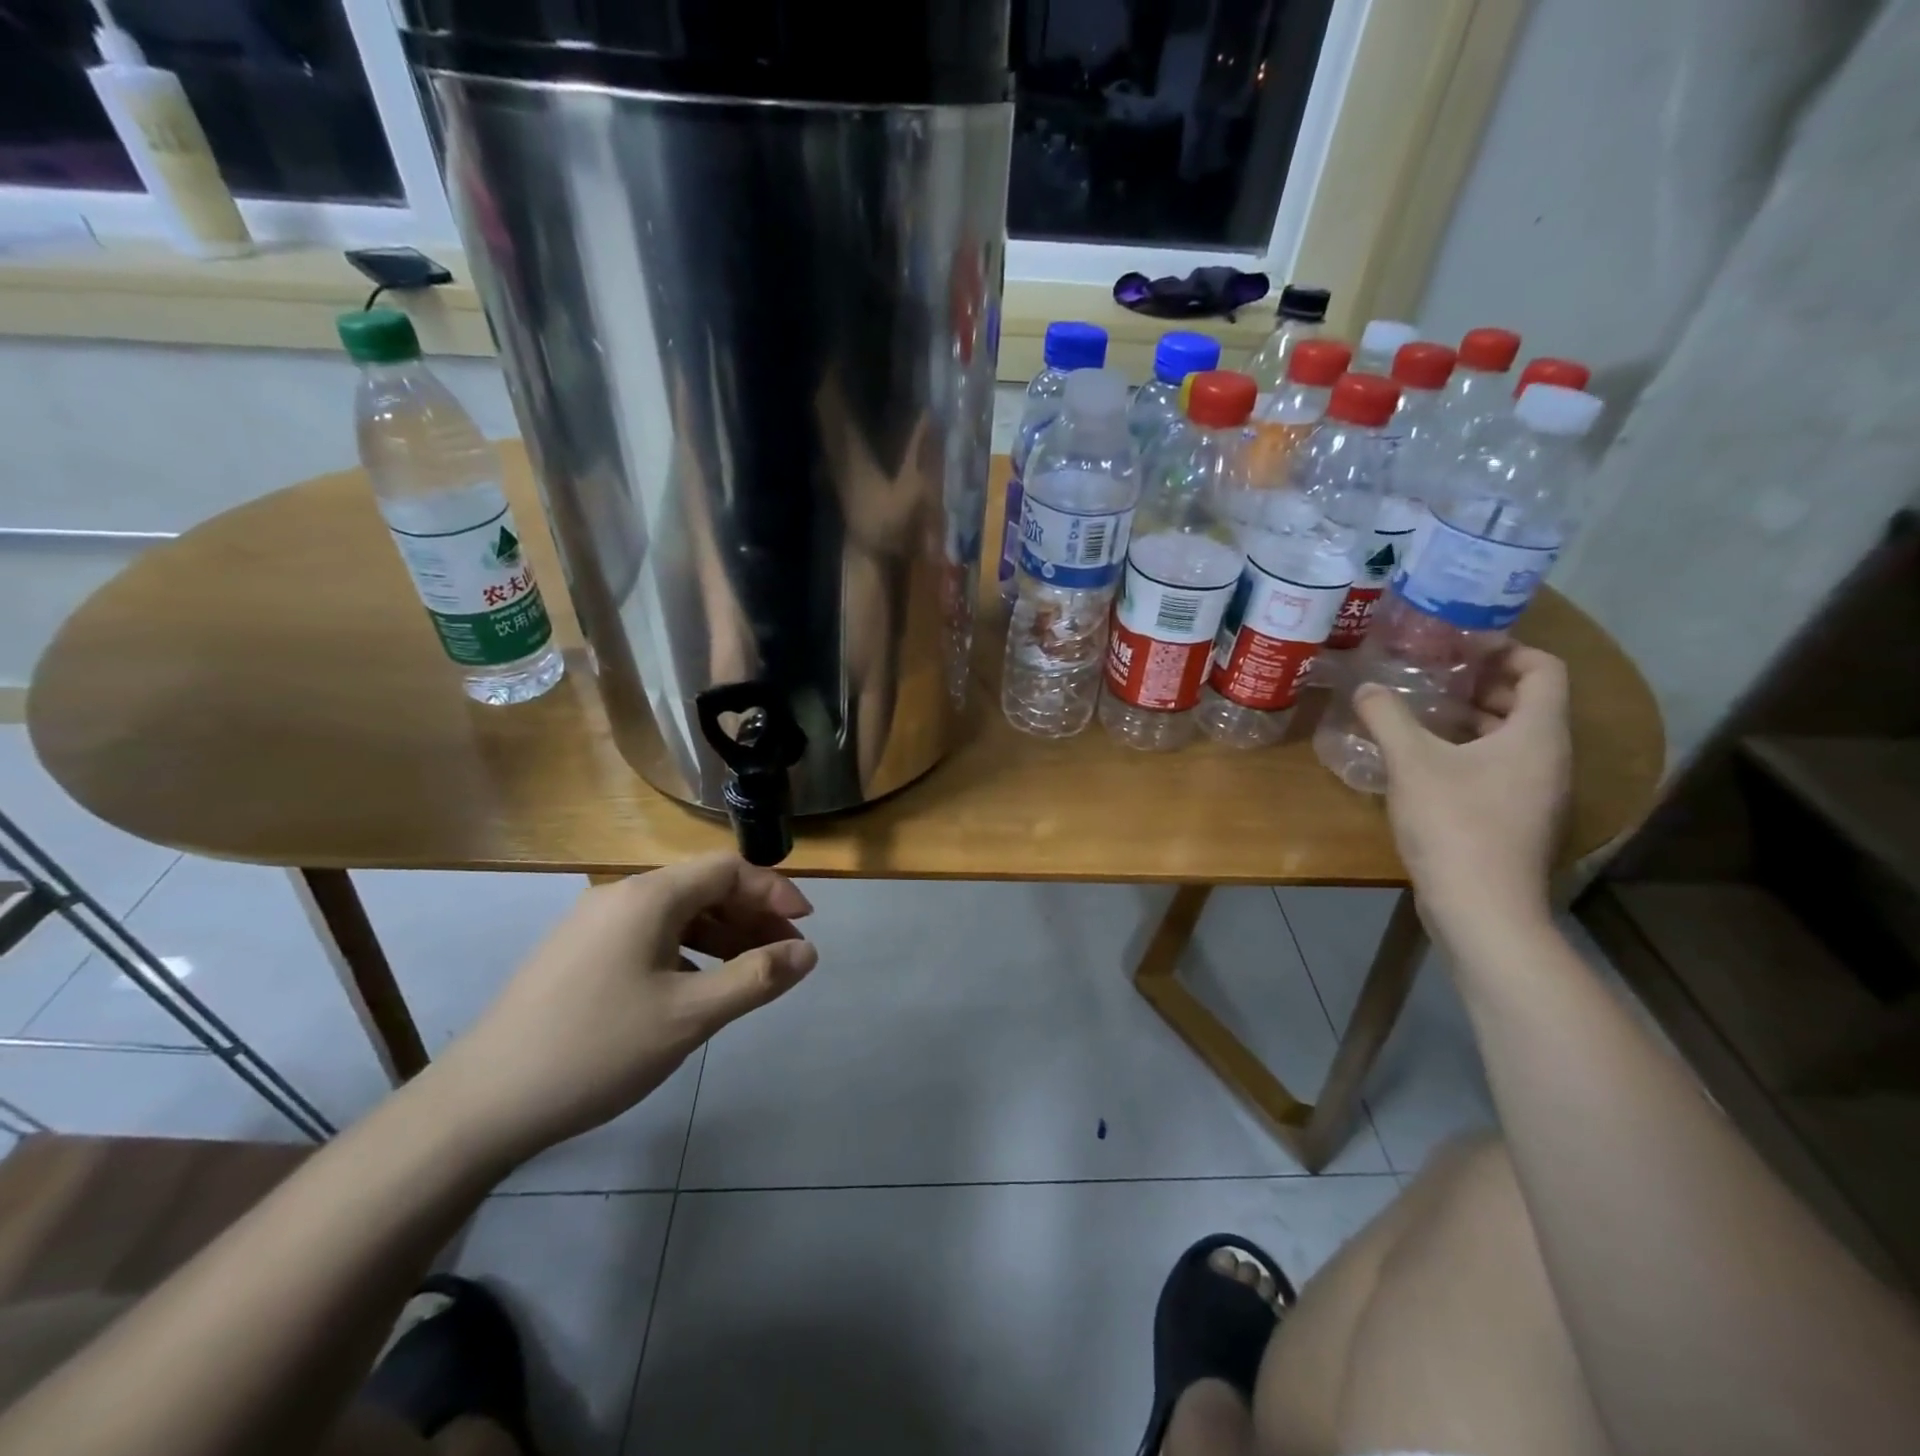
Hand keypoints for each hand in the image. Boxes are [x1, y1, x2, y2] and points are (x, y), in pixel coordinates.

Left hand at [434, 854, 817, 1162]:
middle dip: (753, 916)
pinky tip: (697, 987)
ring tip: (751, 972)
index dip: (774, 891)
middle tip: (786, 956)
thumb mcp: (690, 1016)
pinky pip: (649, 937)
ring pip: (676, 915)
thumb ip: (756, 978)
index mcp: (649, 897)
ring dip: (722, 935)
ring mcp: (593, 925)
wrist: (481, 1105)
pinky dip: (687, 951)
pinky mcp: (577, 955)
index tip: (807, 925)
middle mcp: (621, 897)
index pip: (728, 870)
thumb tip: (807, 951)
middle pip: (703, 889)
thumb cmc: (597, 1049)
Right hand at [1354, 645, 1571, 944]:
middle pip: (1528, 702)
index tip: (1460, 645)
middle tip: (1432, 674)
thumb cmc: (1455, 823)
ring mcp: (1536, 792)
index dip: (1508, 649)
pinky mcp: (1516, 818)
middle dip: (1481, 683)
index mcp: (1538, 734)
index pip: (1544, 669)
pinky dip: (1468, 751)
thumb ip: (1388, 717)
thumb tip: (1366, 688)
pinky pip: (1499, 767)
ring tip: (1421, 713)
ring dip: (1472, 719)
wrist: (1482, 907)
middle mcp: (1549, 758)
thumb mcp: (1412, 762)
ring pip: (1512, 737)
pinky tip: (1423, 760)